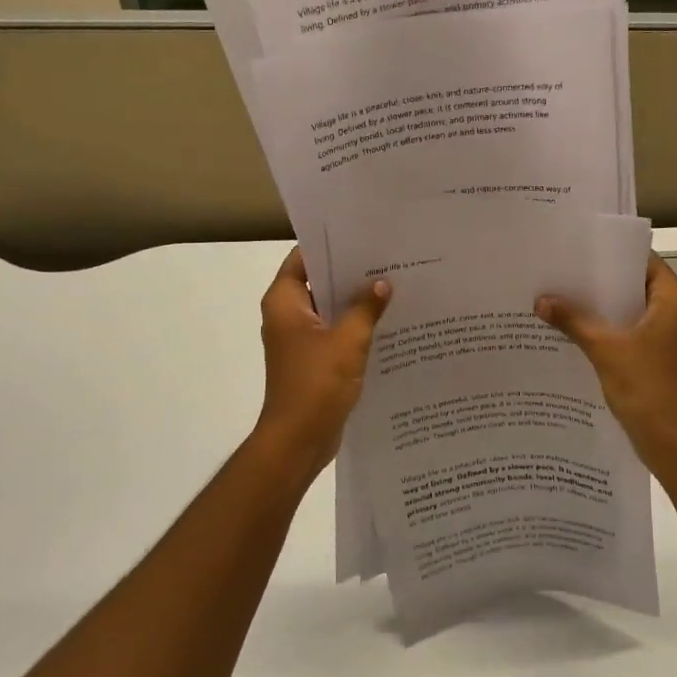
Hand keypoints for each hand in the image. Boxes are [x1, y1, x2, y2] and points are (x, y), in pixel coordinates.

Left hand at [252, 248, 390, 478]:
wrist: (298, 440)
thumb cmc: (316, 384)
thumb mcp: (347, 341)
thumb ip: (366, 309)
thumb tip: (382, 284)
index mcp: (284, 302)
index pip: (303, 258)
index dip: (330, 246)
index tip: (362, 236)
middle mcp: (287, 315)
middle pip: (317, 282)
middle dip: (350, 273)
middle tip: (387, 259)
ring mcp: (299, 339)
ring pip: (329, 309)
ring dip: (354, 302)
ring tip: (392, 285)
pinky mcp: (312, 360)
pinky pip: (334, 332)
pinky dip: (354, 326)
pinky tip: (385, 322)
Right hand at [536, 254, 676, 470]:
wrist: (674, 443)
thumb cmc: (647, 386)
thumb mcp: (605, 348)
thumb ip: (573, 320)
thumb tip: (541, 300)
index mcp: (674, 301)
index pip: (644, 262)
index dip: (613, 254)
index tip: (580, 250)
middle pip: (636, 287)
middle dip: (600, 284)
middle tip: (562, 274)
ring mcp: (670, 340)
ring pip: (632, 314)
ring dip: (602, 311)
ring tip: (562, 301)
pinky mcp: (660, 362)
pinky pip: (632, 336)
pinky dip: (608, 333)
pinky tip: (575, 336)